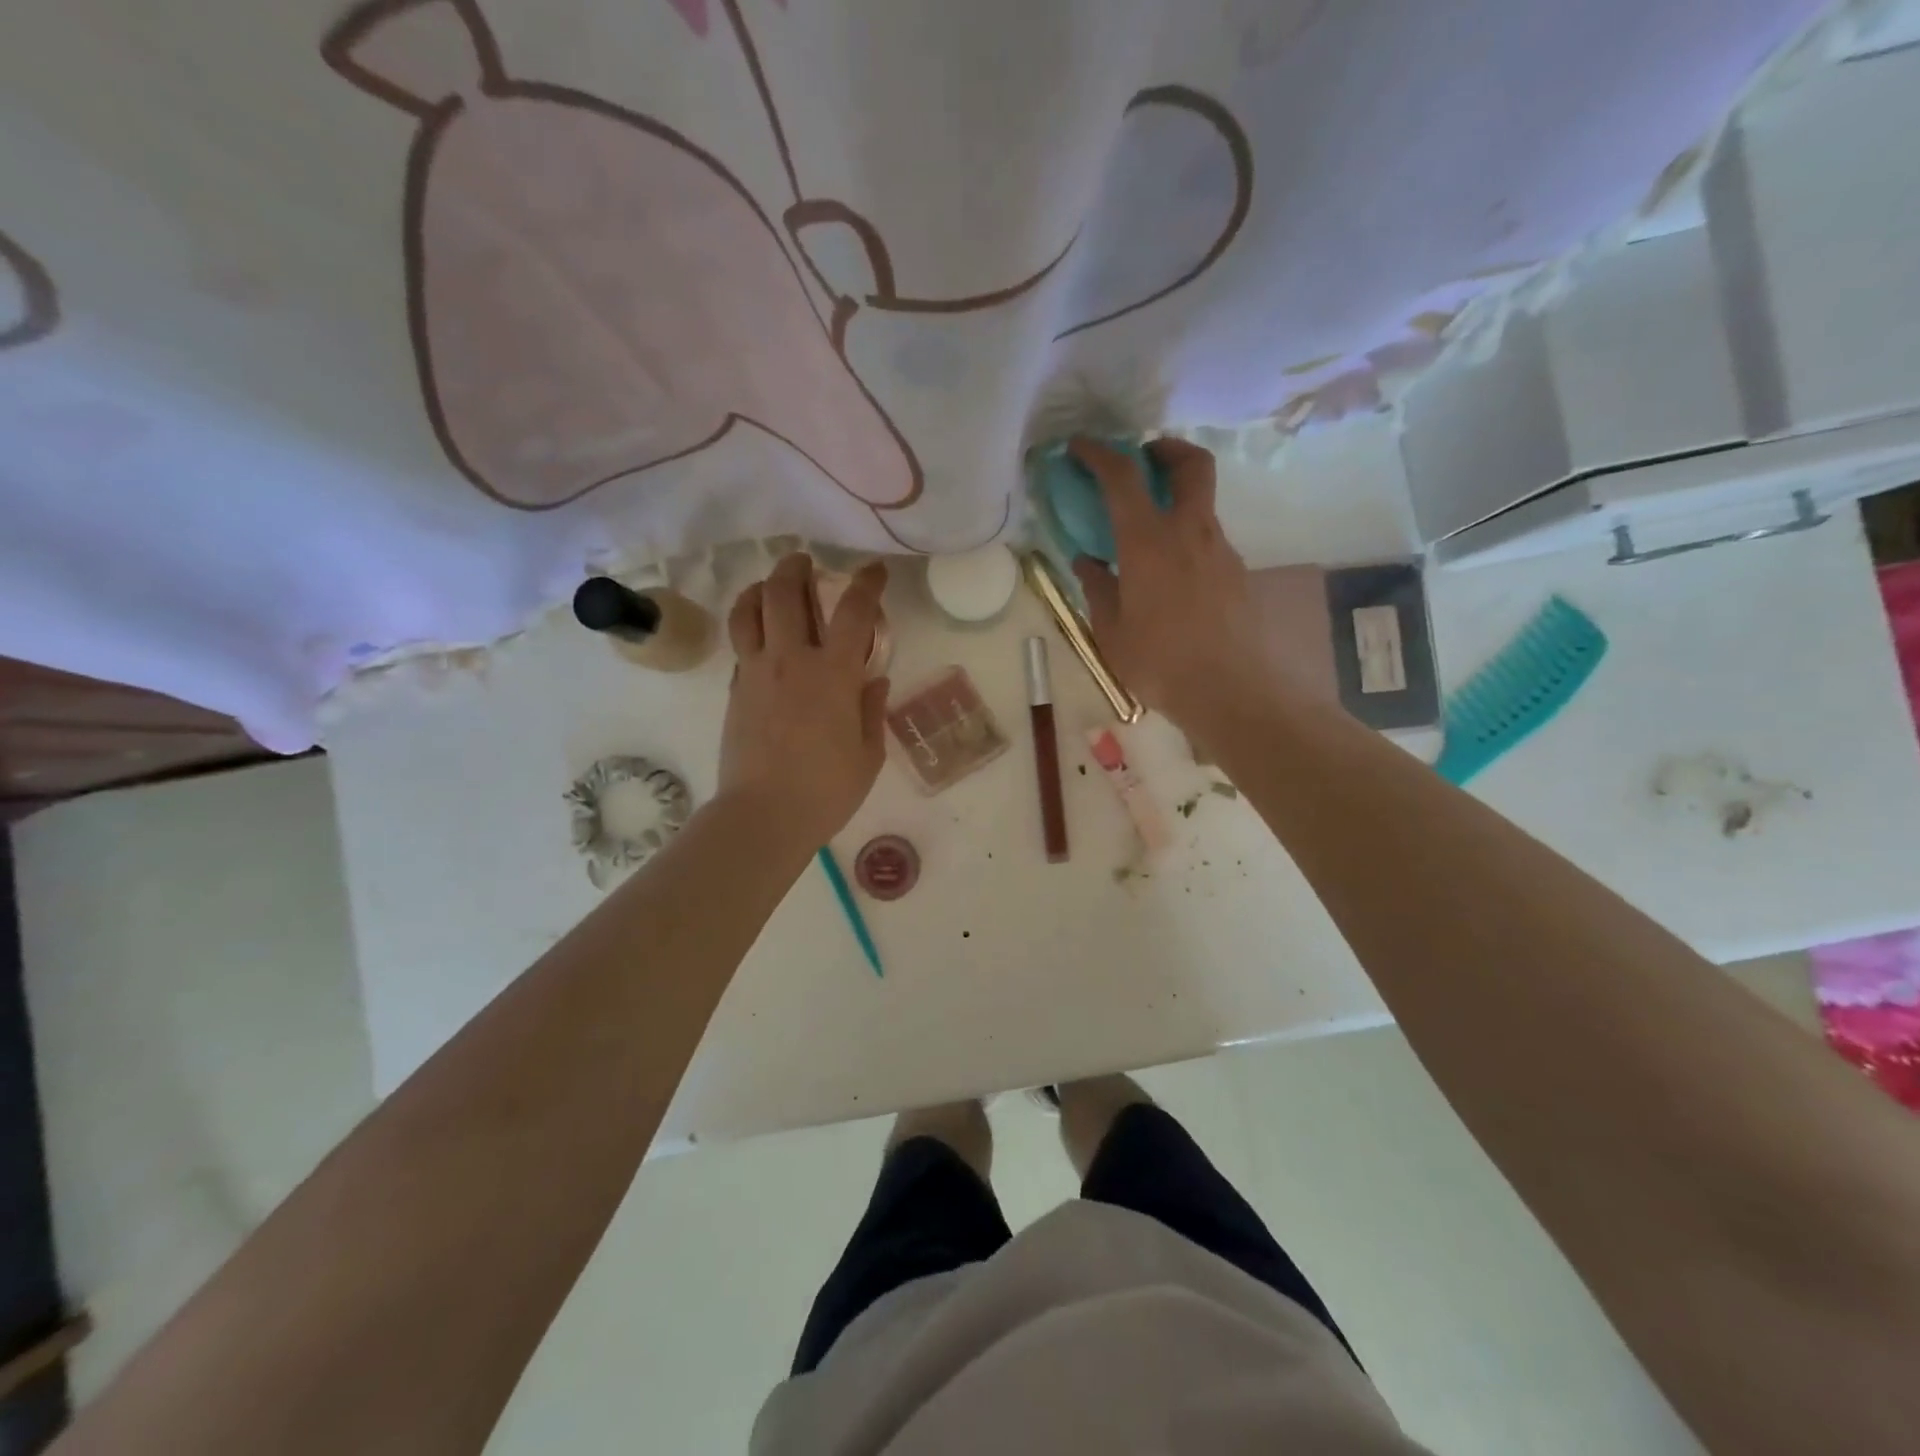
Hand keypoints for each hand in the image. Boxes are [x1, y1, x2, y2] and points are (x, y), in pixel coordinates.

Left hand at [720, 554, 889, 847]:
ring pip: (749, 611)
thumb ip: (871, 710)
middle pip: (784, 593)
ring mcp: (756, 673)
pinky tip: (760, 638)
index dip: (867, 583)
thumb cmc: (826, 791)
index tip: (874, 570)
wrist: (764, 816)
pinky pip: (740, 646)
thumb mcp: (867, 755)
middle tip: (805, 562)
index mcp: (834, 675)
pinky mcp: (734, 690)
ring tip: (770, 585)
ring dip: (760, 588)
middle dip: (796, 568)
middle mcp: (791, 661)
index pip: (854, 612)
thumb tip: (874, 680)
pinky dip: (750, 629)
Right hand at [1070, 438, 1277, 734]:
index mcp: (1149, 542)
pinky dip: (1186, 538)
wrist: (1229, 691)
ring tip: (1147, 535)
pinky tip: (1170, 577)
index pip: (1123, 477)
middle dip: (1166, 449)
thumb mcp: (1111, 631)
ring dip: (1176, 500)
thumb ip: (1098, 588)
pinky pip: (1207, 539)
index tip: (1080, 446)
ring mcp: (1220, 550)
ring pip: (1201, 504)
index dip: (1099, 453)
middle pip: (1191, 464)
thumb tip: (1087, 561)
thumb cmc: (1159, 662)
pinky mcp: (1236, 572)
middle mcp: (1190, 532)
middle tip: (1143, 460)